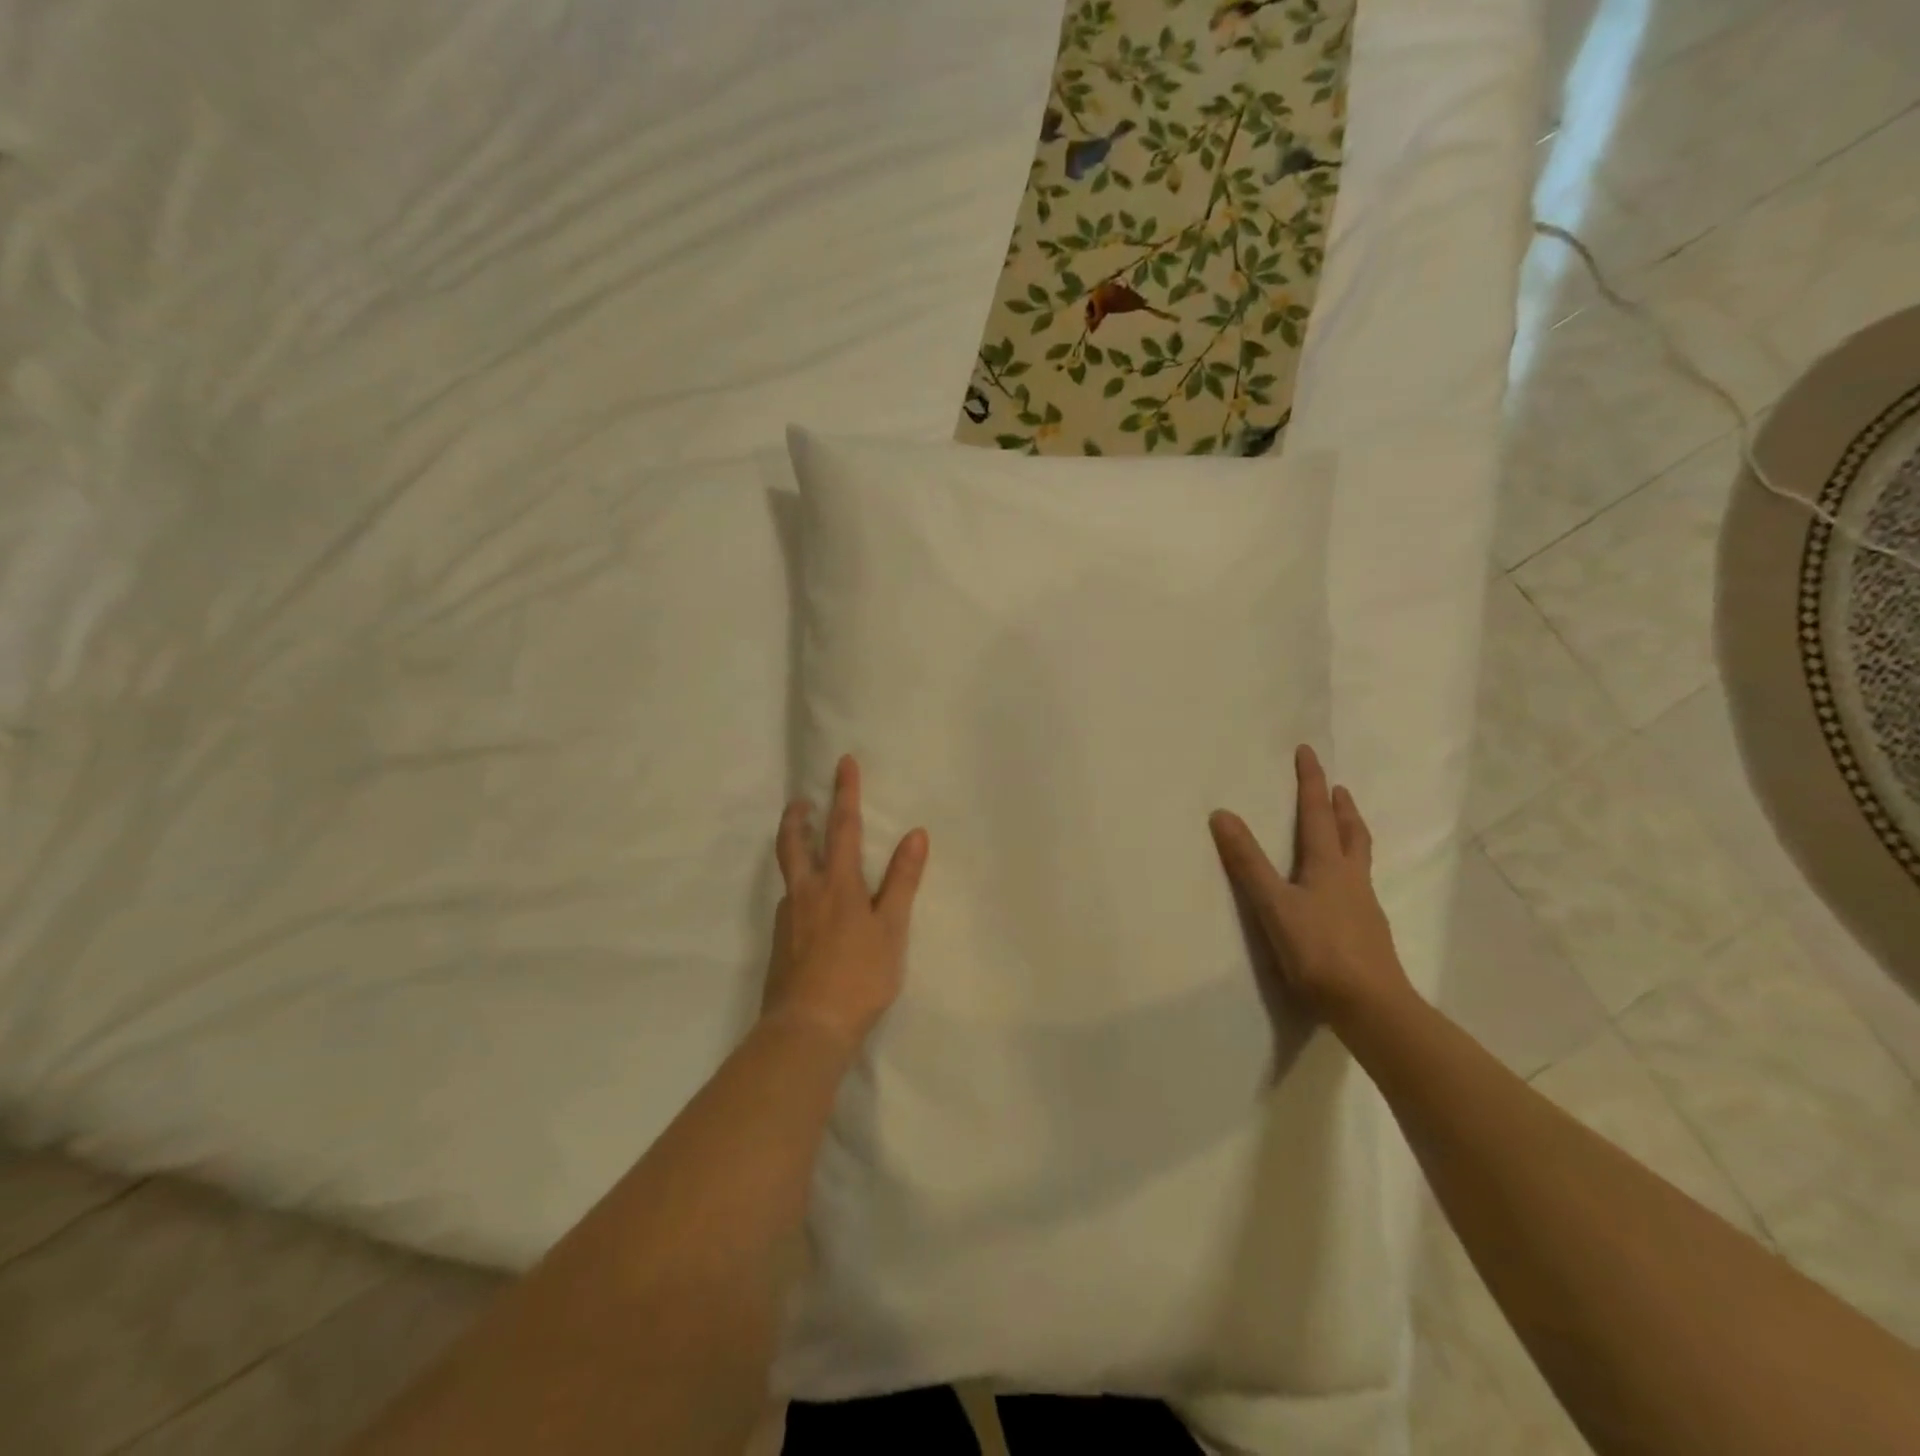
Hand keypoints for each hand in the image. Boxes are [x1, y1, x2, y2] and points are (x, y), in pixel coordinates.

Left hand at [766, 755, 928, 1051]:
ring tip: (806, 851)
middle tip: (800, 802)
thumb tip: (916, 834)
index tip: (843, 762)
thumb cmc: (859, 977)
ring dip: (794, 852)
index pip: (843, 827)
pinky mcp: (778, 944)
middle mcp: (806, 893)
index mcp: (837, 884)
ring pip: (788, 875)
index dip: (845, 793)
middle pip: (794, 844)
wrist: (807, 1028)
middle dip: (797, 818)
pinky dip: (798, 890)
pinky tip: (810, 909)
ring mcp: (788, 919)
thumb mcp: (891, 929)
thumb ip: (902, 881)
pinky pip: (789, 904)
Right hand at [1209, 745, 1411, 1027]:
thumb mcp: (1273, 904)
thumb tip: (1222, 815)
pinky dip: (1350, 869)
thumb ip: (1248, 862)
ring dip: (1350, 834)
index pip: (1316, 814)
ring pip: (1359, 858)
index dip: (1311, 782)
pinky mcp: (1368, 931)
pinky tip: (1342, 888)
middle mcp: (1351, 878)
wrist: (1370, 1005)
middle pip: (1350, 832)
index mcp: (1328, 866)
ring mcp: (1364, 905)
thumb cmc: (1318, 951)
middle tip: (1338, 788)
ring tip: (1344, 827)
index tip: (1309, 752)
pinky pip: (1359, 885)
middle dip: (1341, 807)